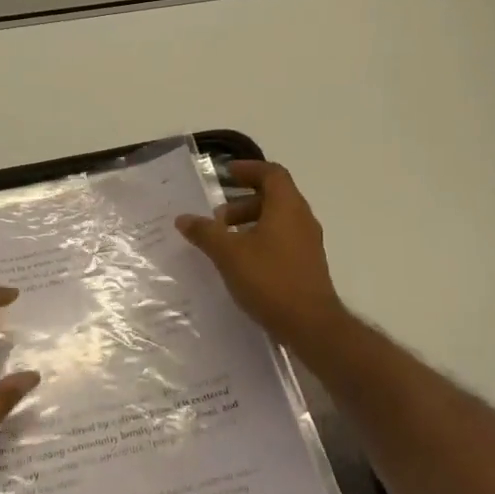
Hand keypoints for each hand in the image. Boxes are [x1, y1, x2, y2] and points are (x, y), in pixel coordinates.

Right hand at [176, 161, 347, 345]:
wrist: (310, 324)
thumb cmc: (270, 279)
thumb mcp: (229, 254)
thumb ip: (205, 232)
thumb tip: (184, 218)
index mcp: (287, 206)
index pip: (271, 173)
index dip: (248, 169)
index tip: (226, 174)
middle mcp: (302, 218)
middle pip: (274, 196)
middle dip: (243, 201)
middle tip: (217, 216)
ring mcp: (308, 243)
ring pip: (278, 219)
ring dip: (251, 221)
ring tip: (225, 240)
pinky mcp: (307, 264)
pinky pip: (283, 239)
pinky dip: (261, 239)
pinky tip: (242, 261)